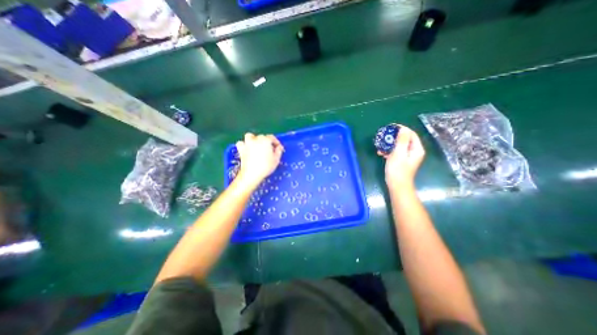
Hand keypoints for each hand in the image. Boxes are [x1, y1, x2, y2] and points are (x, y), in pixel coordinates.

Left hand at [234, 133, 281, 185]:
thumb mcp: (276, 159)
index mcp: (266, 140)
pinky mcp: (241, 149)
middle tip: (269, 149)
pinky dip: (244, 145)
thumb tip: (279, 147)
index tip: (278, 148)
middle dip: (266, 141)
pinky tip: (247, 149)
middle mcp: (256, 139)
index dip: (276, 142)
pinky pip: (241, 143)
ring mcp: (247, 144)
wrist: (252, 174)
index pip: (272, 138)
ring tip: (257, 145)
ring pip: (250, 136)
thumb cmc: (266, 167)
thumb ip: (279, 151)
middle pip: (262, 137)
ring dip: (254, 139)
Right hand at [377, 125, 423, 187]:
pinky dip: (388, 151)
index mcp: (416, 149)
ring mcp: (407, 156)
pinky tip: (381, 153)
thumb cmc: (398, 170)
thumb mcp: (398, 153)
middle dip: (393, 137)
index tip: (390, 127)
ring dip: (389, 145)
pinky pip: (395, 152)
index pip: (411, 134)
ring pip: (398, 145)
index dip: (401, 129)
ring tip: (380, 146)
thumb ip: (402, 140)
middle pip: (404, 139)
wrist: (397, 185)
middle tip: (383, 136)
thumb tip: (403, 128)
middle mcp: (413, 151)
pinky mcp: (401, 160)